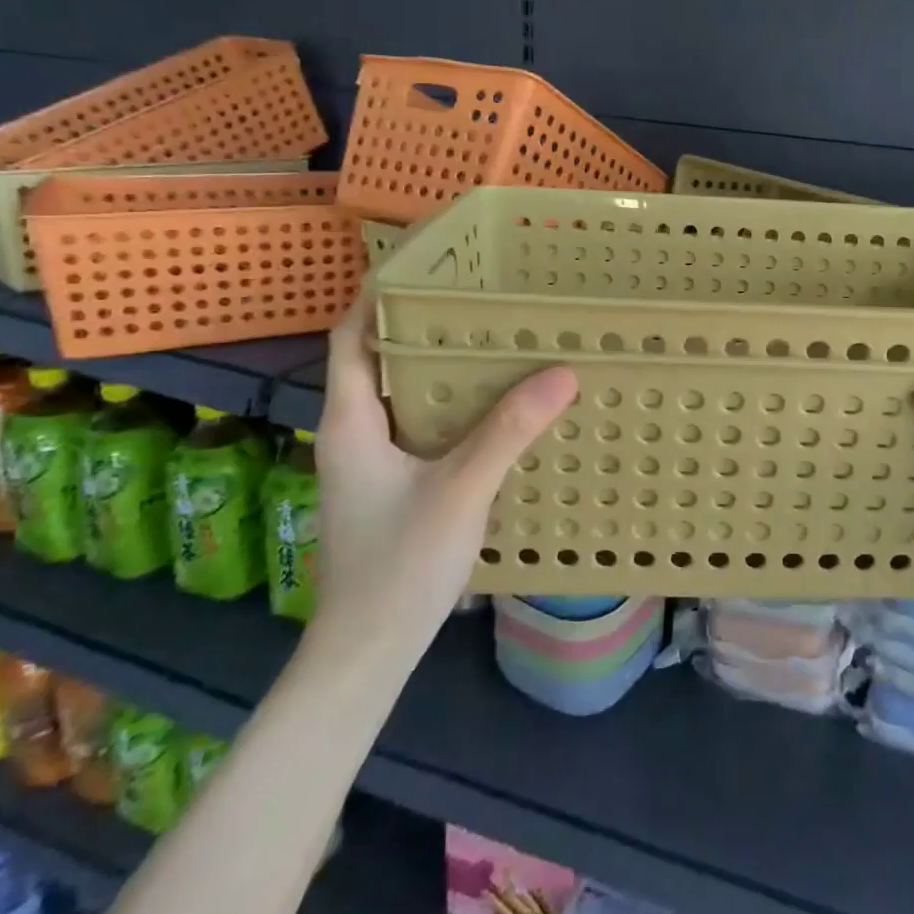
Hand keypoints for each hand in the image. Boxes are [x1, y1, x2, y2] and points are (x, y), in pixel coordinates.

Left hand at [311, 291, 576, 658]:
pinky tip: (493, 405)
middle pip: (380, 358)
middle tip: (478, 294)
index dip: (377, 295)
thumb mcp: (460, 490)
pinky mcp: (392, 484)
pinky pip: (420, 424)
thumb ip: (508, 430)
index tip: (423, 263)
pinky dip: (450, 403)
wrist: (367, 651)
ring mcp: (371, 462)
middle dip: (421, 322)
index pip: (351, 338)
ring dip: (438, 363)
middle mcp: (354, 432)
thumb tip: (562, 371)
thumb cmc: (398, 566)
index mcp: (351, 421)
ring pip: (402, 393)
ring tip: (493, 337)